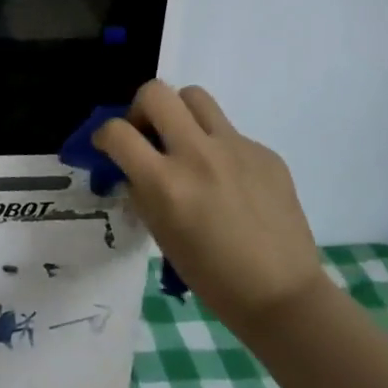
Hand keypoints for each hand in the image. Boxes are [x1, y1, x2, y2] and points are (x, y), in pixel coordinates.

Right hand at [95, 80, 323, 321]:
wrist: (283, 295)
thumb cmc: (212, 276)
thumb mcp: (160, 234)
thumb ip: (142, 189)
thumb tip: (132, 165)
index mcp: (166, 183)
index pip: (117, 131)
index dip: (104, 134)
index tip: (108, 145)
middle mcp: (198, 154)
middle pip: (156, 92)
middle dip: (141, 108)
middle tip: (148, 134)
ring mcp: (236, 148)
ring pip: (195, 97)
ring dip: (180, 113)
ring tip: (186, 143)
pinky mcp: (265, 152)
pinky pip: (230, 131)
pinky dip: (218, 146)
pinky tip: (229, 180)